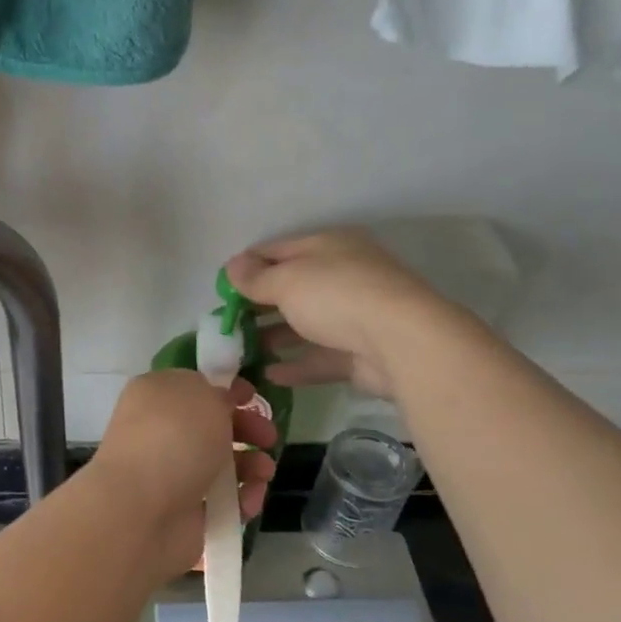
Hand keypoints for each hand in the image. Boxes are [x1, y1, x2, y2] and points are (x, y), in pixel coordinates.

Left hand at [90, 370, 276, 582]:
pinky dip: (241, 499)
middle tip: (268, 437)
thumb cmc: (173, 439)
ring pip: (223, 464)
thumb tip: (219, 401)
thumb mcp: (201, 394)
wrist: (142, 511)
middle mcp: (161, 431)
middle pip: (213, 426)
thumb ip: (215, 392)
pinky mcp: (185, 511)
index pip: (194, 386)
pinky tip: (248, 502)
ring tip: (264, 473)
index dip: (225, 389)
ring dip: (251, 466)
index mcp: (156, 395)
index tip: (252, 396)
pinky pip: (223, 500)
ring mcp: (172, 473)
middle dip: (247, 429)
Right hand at [225, 229, 444, 397]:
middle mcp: (343, 276)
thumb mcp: (287, 280)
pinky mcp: (360, 352)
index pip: (278, 250)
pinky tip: (269, 374)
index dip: (247, 266)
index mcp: (328, 247)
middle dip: (258, 304)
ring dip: (274, 336)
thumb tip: (231, 266)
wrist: (399, 341)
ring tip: (242, 351)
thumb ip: (255, 277)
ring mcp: (354, 315)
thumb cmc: (336, 295)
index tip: (221, 288)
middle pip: (292, 288)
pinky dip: (296, 364)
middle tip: (227, 323)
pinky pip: (321, 356)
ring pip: (305, 324)